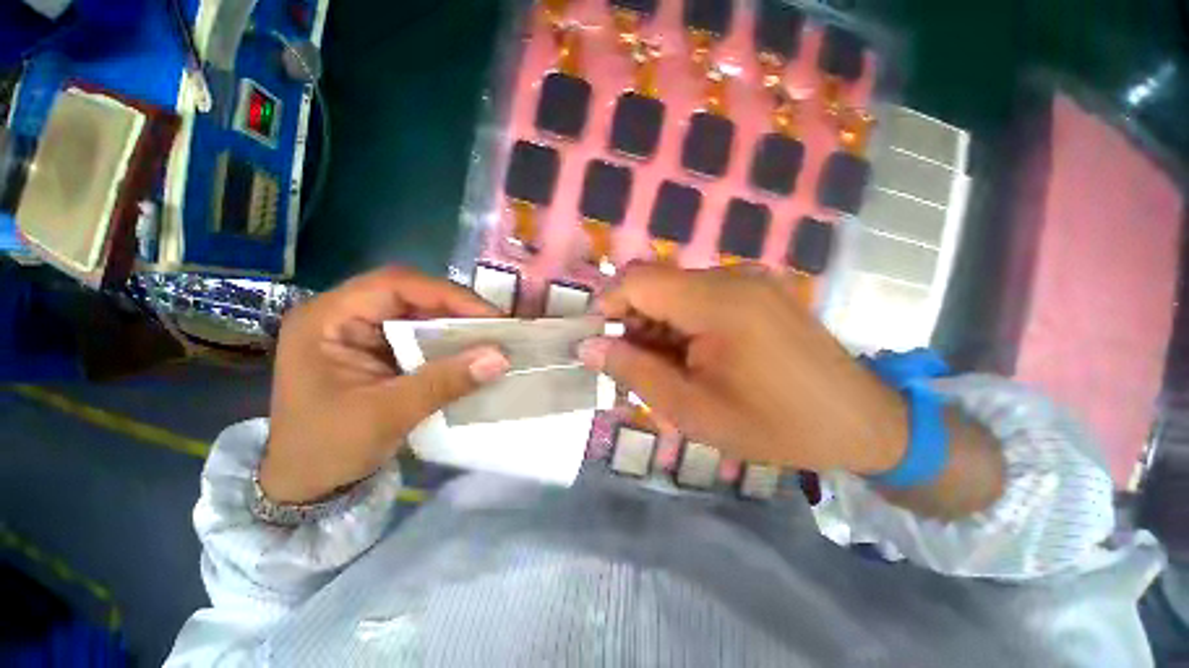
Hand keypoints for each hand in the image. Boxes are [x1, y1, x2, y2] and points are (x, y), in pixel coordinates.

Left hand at [260, 267, 509, 502]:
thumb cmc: (328, 449)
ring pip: (418, 313)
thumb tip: (500, 358)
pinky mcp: (377, 349)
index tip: (489, 316)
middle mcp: (343, 315)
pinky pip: (419, 334)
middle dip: (456, 308)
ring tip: (490, 337)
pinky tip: (469, 351)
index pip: (394, 285)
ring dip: (455, 324)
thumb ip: (444, 382)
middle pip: (409, 294)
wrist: (307, 485)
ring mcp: (360, 332)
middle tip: (496, 326)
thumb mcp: (387, 415)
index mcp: (327, 320)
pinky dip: (447, 341)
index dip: (446, 295)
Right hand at [578, 264, 908, 474]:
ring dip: (657, 322)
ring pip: (675, 288)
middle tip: (635, 363)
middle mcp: (733, 278)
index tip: (598, 339)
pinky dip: (682, 320)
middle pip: (656, 281)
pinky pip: (700, 294)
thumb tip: (588, 347)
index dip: (608, 305)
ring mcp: (749, 280)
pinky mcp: (758, 289)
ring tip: (668, 365)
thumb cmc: (775, 425)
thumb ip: (635, 372)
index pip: (639, 280)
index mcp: (718, 303)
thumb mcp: (692, 410)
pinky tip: (693, 354)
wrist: (861, 422)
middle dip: (633, 318)